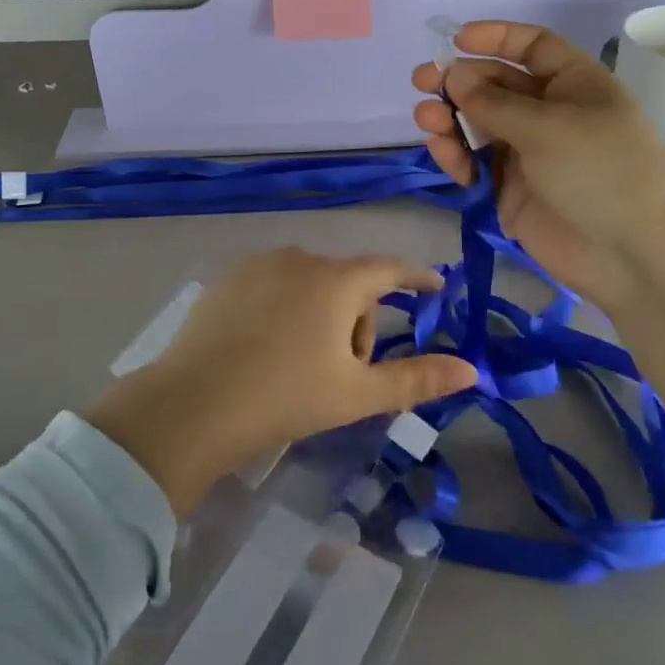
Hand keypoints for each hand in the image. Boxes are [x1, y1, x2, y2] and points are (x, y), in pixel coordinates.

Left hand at [82, 251, 476, 514]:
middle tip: (345, 372)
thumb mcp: (357, 394)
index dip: (417, 277)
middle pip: (349, 283)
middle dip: (359, 321)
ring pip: (311, 283)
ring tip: (302, 363)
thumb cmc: (285, 397)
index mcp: (337, 281)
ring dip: (322, 313)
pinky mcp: (227, 278)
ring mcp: (259, 264)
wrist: (192, 405)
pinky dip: (285, 307)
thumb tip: (471, 369)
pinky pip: (274, 284)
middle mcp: (300, 258)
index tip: (435, 288)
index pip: (390, 268)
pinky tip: (266, 346)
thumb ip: (417, 379)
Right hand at [413, 23, 664, 441]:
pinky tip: (448, 158)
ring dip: (450, 119)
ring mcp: (530, 155)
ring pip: (479, 126)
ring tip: (428, 121)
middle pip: (496, 85)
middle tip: (422, 82)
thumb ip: (494, 102)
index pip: (532, 47)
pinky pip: (477, 164)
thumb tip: (453, 74)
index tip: (455, 40)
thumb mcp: (549, 127)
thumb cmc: (603, 172)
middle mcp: (551, 114)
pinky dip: (458, 157)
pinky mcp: (512, 192)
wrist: (636, 257)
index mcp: (575, 85)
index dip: (495, 39)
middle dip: (459, 81)